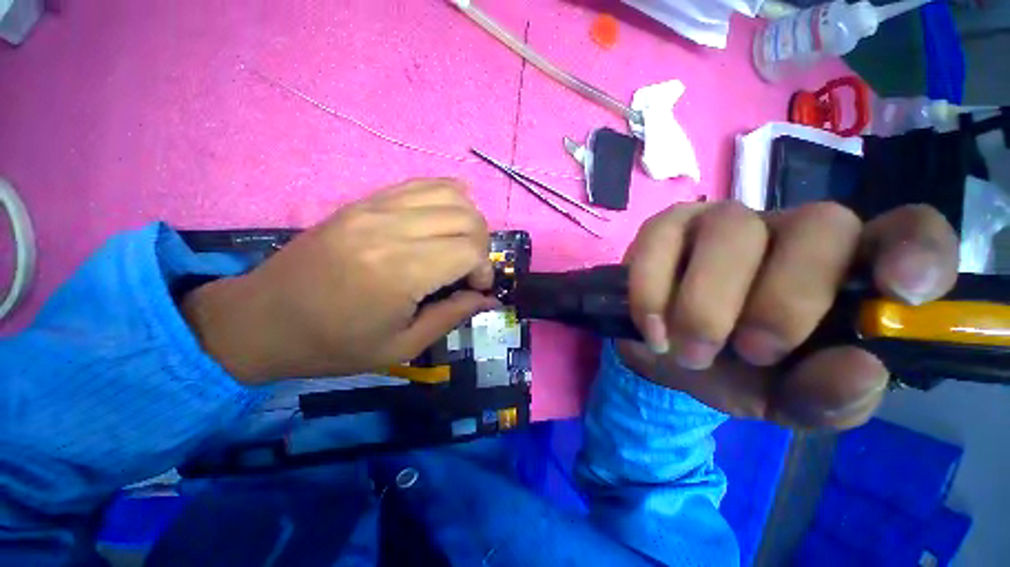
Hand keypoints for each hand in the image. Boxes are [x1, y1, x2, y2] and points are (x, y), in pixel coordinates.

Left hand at [183, 178, 499, 383]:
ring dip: (469, 220)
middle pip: (467, 218)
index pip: (469, 251)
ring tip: (460, 245)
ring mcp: (376, 207)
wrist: (264, 319)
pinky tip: (447, 217)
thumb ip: (453, 316)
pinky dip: (448, 197)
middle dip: (481, 245)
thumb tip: (489, 299)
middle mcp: (391, 229)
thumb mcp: (402, 346)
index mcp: (400, 271)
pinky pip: (422, 184)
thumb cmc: (334, 344)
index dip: (484, 270)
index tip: (476, 289)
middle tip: (469, 270)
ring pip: (451, 194)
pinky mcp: (365, 200)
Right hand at [620, 201, 958, 429]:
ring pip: (731, 231)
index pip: (907, 232)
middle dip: (784, 301)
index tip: (900, 293)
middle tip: (752, 353)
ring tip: (690, 352)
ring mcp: (720, 221)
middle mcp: (790, 230)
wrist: (668, 354)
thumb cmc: (738, 371)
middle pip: (819, 226)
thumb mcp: (789, 399)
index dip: (918, 250)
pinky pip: (659, 241)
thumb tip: (862, 370)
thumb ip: (830, 396)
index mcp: (844, 270)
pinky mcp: (665, 228)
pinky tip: (653, 329)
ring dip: (706, 303)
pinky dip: (652, 291)